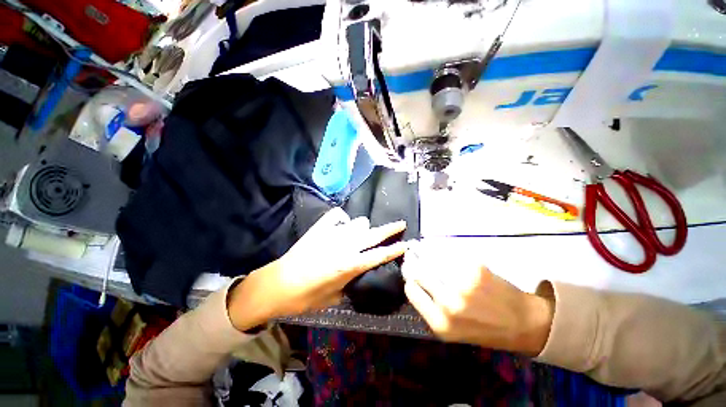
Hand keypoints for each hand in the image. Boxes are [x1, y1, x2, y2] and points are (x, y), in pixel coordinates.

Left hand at [228, 207, 406, 330]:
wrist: (277, 284)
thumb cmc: (305, 297)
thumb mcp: (333, 298)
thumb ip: (350, 285)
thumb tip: (359, 276)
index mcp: (349, 266)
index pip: (378, 255)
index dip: (394, 250)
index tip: (406, 244)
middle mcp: (344, 246)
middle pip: (373, 235)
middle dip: (389, 229)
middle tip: (401, 224)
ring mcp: (331, 235)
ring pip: (357, 223)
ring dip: (363, 228)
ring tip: (361, 233)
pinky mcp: (319, 229)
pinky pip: (336, 216)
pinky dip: (342, 219)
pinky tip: (342, 223)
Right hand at [403, 254, 553, 355]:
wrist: (522, 323)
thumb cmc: (485, 329)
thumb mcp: (452, 330)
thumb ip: (430, 309)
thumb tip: (413, 282)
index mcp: (440, 323)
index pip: (411, 290)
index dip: (409, 279)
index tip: (408, 271)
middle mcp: (448, 303)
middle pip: (419, 272)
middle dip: (413, 262)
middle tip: (411, 253)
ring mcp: (462, 284)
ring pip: (431, 259)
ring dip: (422, 251)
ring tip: (418, 246)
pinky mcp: (474, 269)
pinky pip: (448, 253)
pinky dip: (439, 248)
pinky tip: (435, 246)